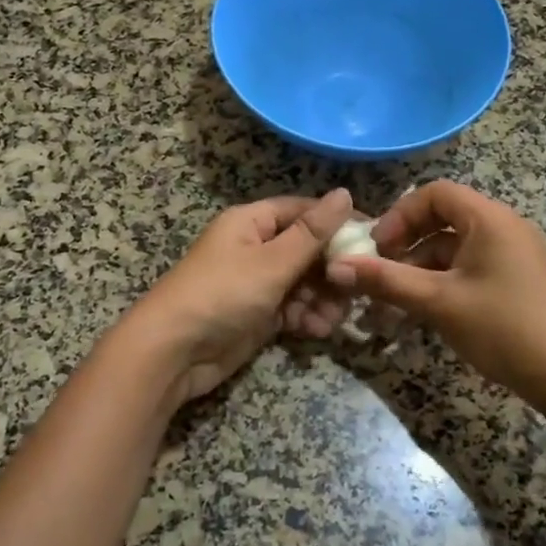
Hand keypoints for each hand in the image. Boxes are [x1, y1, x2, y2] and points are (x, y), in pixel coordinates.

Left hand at [117, 189, 353, 408]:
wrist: (173, 352)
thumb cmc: (223, 294)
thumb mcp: (272, 262)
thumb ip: (312, 232)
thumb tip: (345, 193)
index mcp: (251, 222)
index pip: (302, 211)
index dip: (337, 221)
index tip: (372, 238)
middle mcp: (254, 247)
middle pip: (306, 248)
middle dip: (332, 269)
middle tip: (358, 288)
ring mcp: (255, 282)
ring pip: (302, 282)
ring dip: (322, 298)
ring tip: (335, 318)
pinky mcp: (256, 314)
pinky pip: (291, 308)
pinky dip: (306, 317)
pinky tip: (318, 331)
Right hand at [326, 181, 545, 404]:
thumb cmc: (505, 328)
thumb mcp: (439, 303)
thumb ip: (386, 281)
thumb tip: (337, 267)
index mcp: (489, 219)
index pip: (435, 193)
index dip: (400, 214)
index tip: (376, 246)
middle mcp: (505, 228)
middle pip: (444, 220)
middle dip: (406, 245)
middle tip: (380, 273)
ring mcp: (515, 256)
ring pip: (456, 250)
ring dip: (422, 270)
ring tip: (395, 304)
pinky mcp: (519, 283)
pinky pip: (472, 270)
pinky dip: (445, 284)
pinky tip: (427, 314)